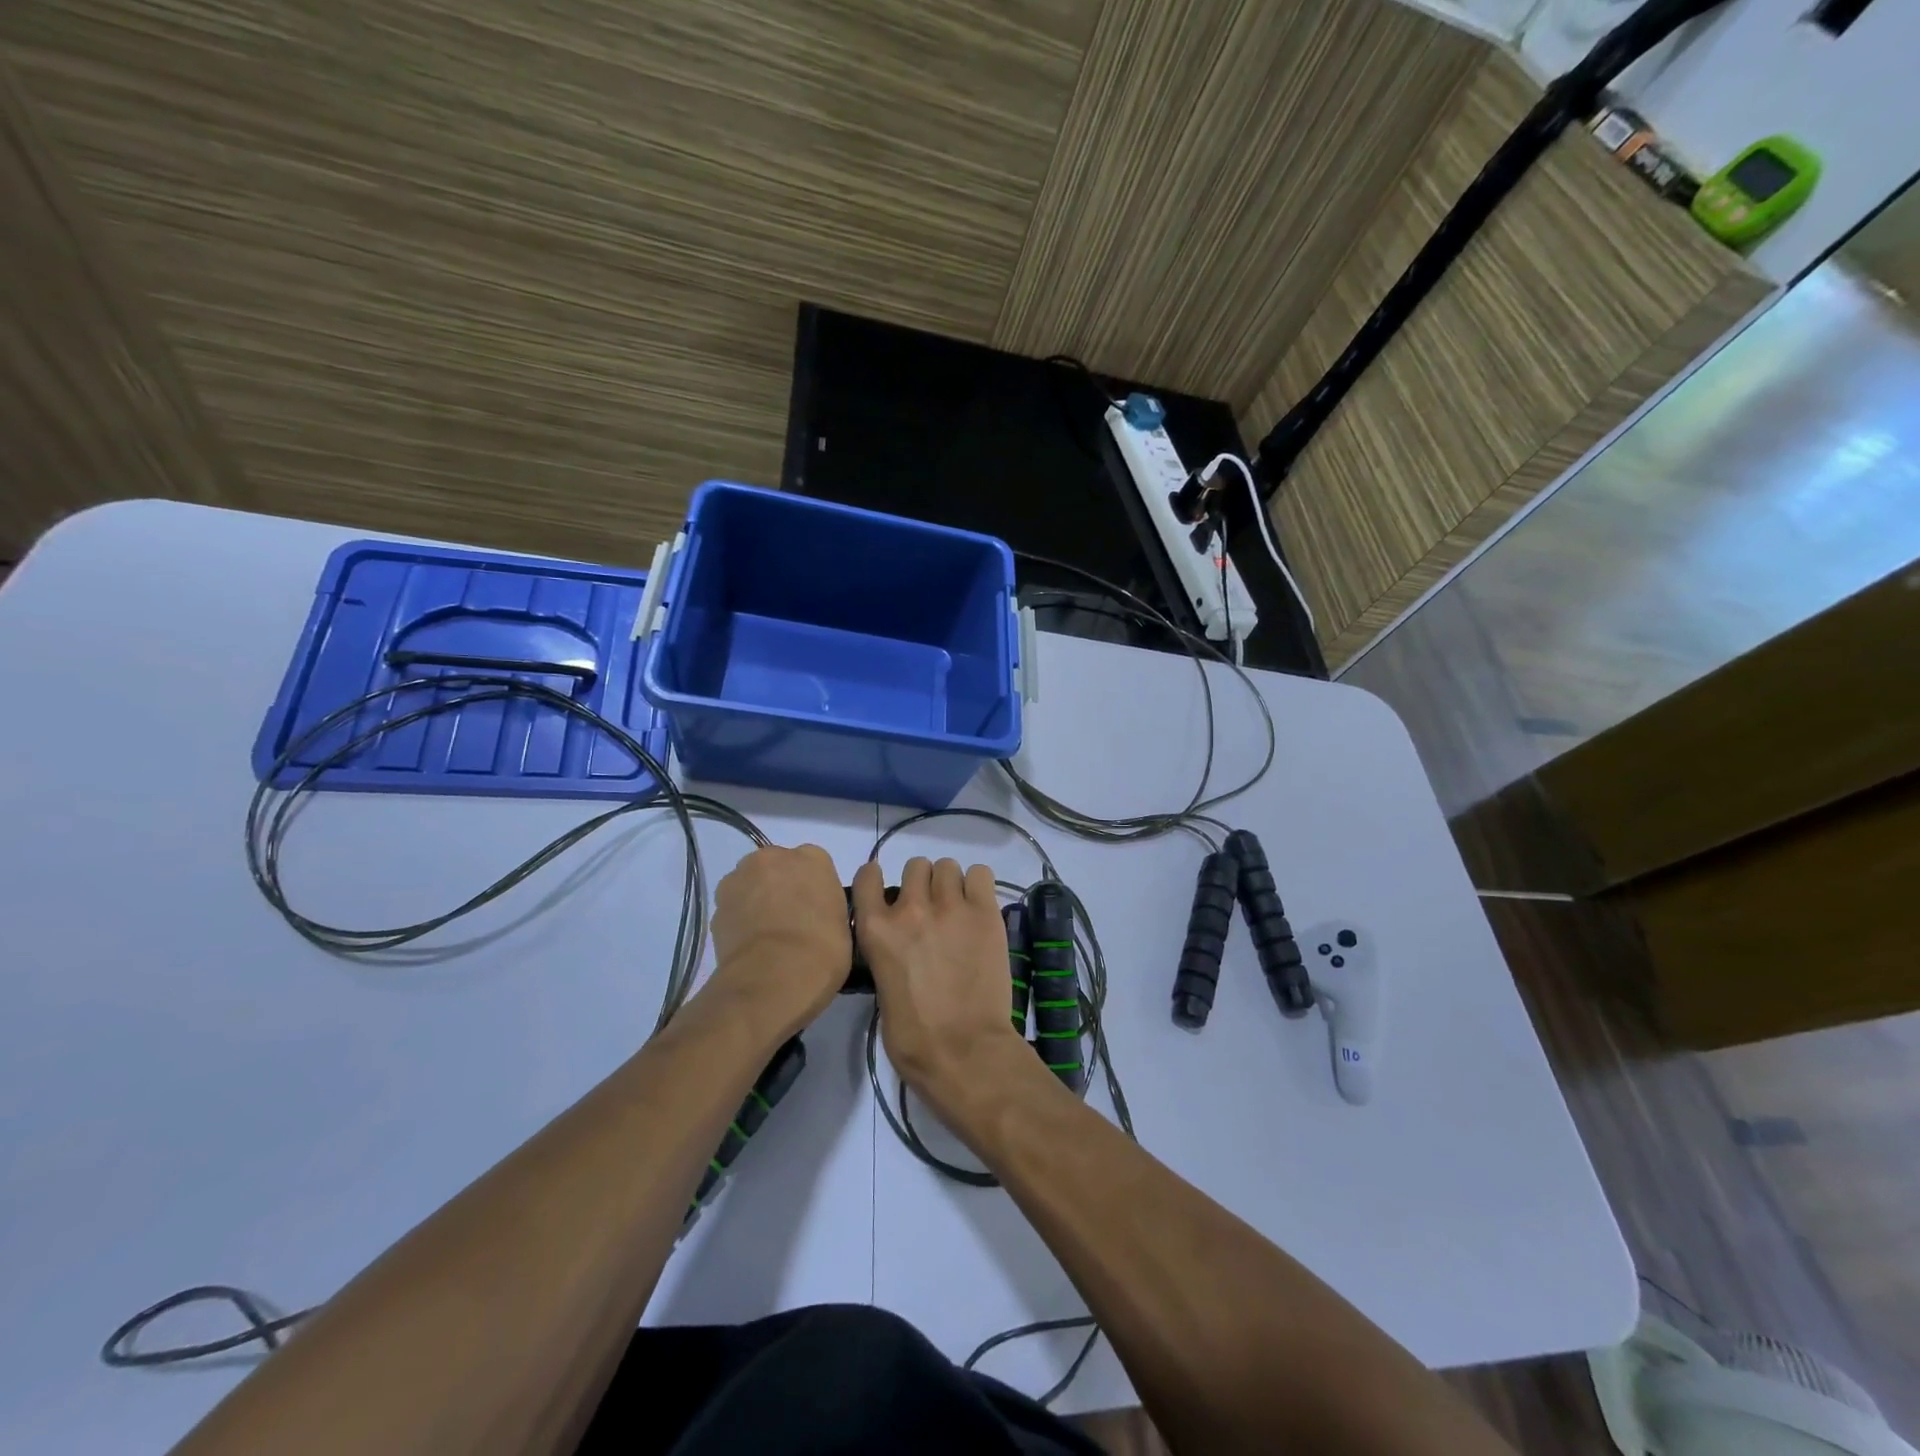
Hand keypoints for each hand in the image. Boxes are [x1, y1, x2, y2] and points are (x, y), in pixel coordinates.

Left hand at [707, 844, 850, 1039]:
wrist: (774, 978)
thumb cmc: (822, 950)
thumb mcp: (843, 924)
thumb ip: (826, 907)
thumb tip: (812, 915)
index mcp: (813, 857)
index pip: (814, 864)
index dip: (813, 888)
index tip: (815, 911)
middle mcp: (774, 857)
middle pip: (777, 866)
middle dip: (781, 886)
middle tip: (791, 921)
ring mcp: (740, 878)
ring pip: (750, 884)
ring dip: (756, 900)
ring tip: (766, 936)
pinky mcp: (717, 905)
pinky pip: (733, 908)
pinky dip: (739, 921)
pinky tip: (750, 946)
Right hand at [853, 857, 1027, 1122]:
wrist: (965, 1052)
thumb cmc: (915, 1039)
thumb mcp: (882, 990)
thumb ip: (888, 953)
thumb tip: (901, 945)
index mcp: (876, 930)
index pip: (868, 876)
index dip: (877, 880)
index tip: (886, 892)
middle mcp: (911, 909)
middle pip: (916, 866)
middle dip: (922, 884)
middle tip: (932, 910)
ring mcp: (950, 907)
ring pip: (947, 866)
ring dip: (950, 884)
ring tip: (958, 909)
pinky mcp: (985, 913)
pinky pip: (980, 874)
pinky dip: (978, 886)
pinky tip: (978, 908)